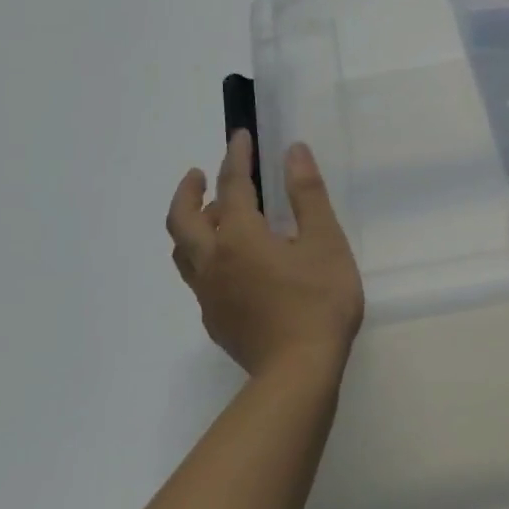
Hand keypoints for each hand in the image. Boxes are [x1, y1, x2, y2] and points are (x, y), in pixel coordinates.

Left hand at [167, 131, 364, 381]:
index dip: (236, 157)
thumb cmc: (318, 301)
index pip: (233, 186)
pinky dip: (205, 255)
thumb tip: (294, 152)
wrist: (298, 371)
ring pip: (184, 251)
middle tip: (199, 174)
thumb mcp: (325, 242)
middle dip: (188, 191)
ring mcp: (209, 294)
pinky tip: (232, 264)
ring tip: (213, 215)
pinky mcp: (215, 319)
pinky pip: (198, 277)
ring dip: (192, 224)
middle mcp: (213, 262)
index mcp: (239, 237)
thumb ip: (307, 195)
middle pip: (183, 220)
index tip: (239, 136)